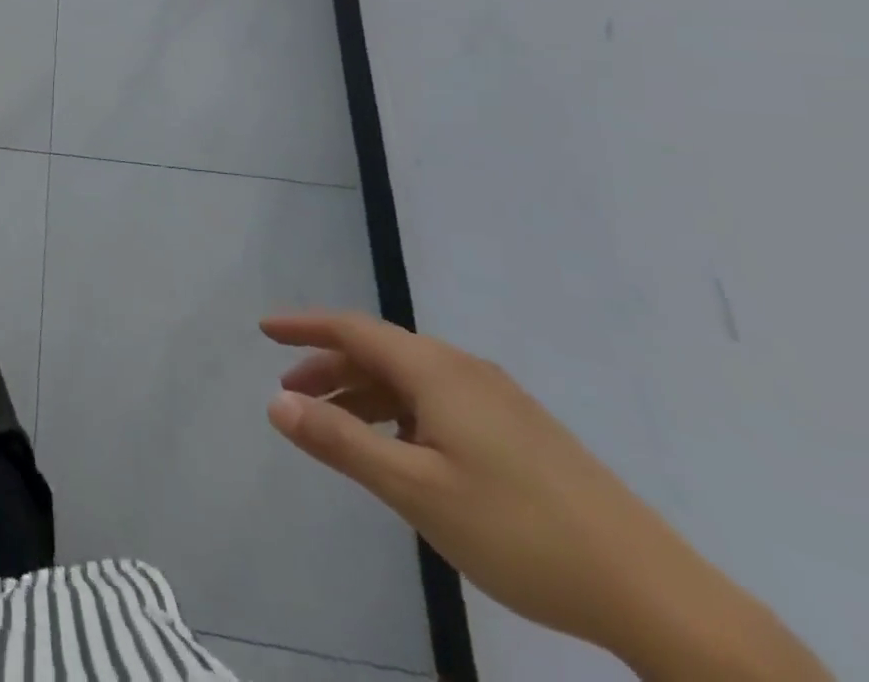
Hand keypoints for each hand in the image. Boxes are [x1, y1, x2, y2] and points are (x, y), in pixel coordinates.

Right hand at [260, 311, 828, 679]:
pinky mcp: (523, 431)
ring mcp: (500, 400)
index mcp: (436, 371)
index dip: (304, 327)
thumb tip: (276, 403)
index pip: (353, 329)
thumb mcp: (416, 490)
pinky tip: (402, 451)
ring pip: (411, 378)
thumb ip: (341, 442)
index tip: (263, 330)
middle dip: (329, 366)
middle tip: (292, 394)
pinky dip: (401, 411)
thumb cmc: (521, 533)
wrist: (659, 595)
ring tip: (338, 428)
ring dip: (364, 393)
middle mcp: (465, 370)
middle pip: (379, 350)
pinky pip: (440, 400)